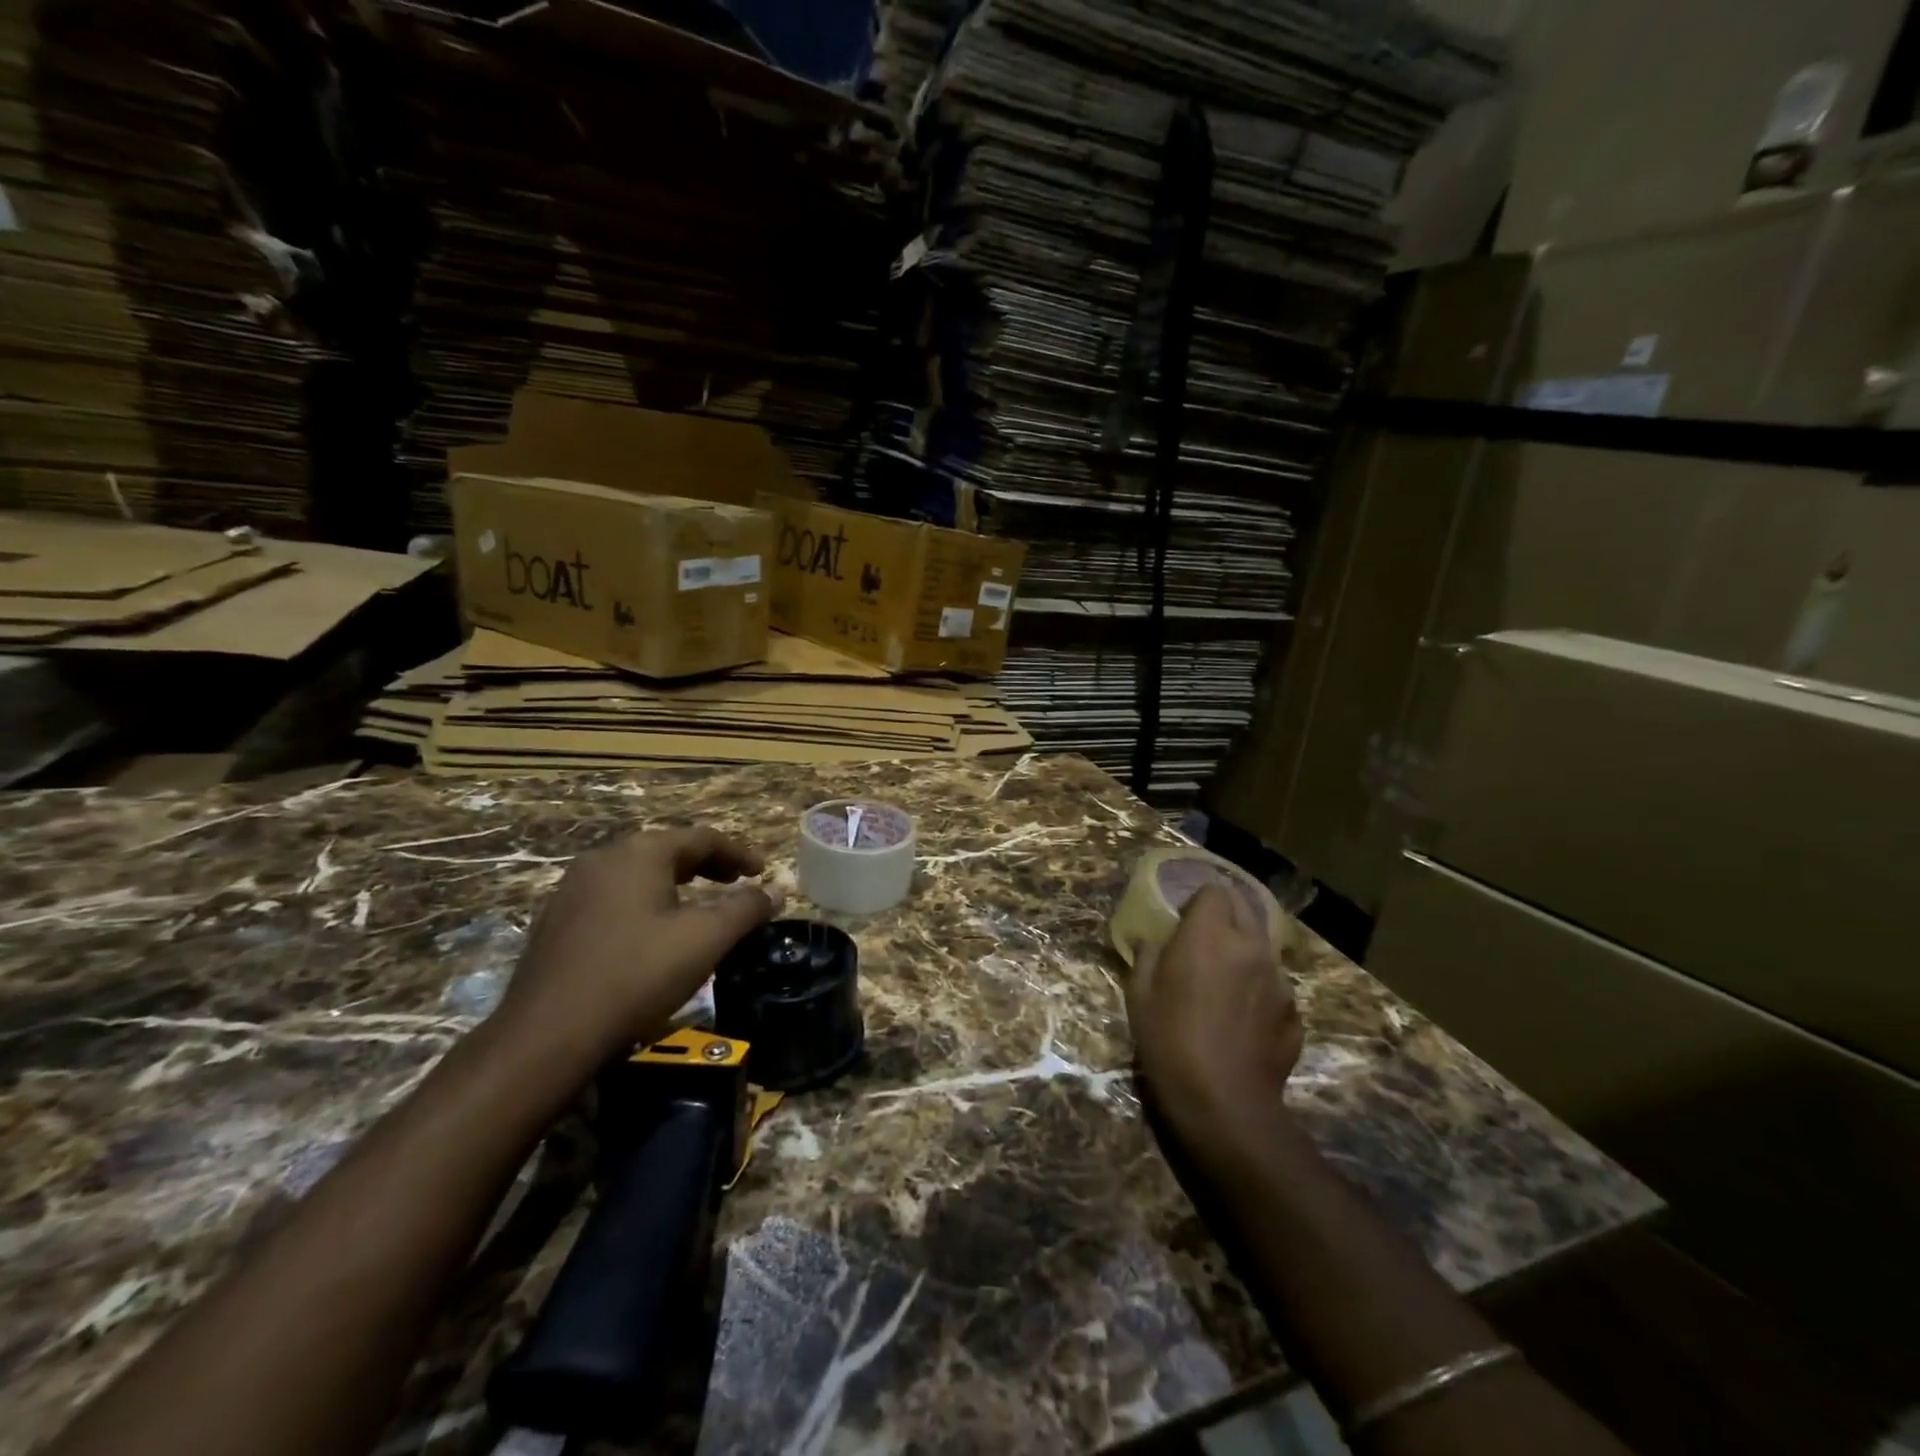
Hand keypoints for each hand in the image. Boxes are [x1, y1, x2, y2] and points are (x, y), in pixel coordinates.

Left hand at [493, 828, 783, 1074]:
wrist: (548, 1036)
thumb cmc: (637, 975)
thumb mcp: (705, 939)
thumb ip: (745, 908)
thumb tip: (777, 890)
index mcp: (639, 853)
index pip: (702, 838)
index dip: (739, 853)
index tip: (764, 872)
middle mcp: (603, 860)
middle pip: (668, 850)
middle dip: (708, 865)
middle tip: (737, 883)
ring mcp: (572, 890)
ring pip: (639, 874)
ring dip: (676, 884)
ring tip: (700, 906)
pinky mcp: (557, 922)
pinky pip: (615, 897)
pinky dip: (646, 903)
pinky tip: (654, 933)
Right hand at [1125, 882, 1302, 1168]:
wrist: (1223, 1101)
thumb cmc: (1169, 1040)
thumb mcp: (1139, 994)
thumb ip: (1147, 955)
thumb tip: (1152, 942)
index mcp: (1210, 934)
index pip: (1214, 890)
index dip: (1198, 902)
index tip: (1183, 923)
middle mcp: (1251, 946)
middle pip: (1245, 908)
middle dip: (1225, 917)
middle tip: (1203, 944)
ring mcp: (1279, 979)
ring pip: (1262, 947)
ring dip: (1244, 953)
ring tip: (1224, 985)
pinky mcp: (1294, 1012)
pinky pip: (1275, 985)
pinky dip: (1259, 990)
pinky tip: (1242, 1020)